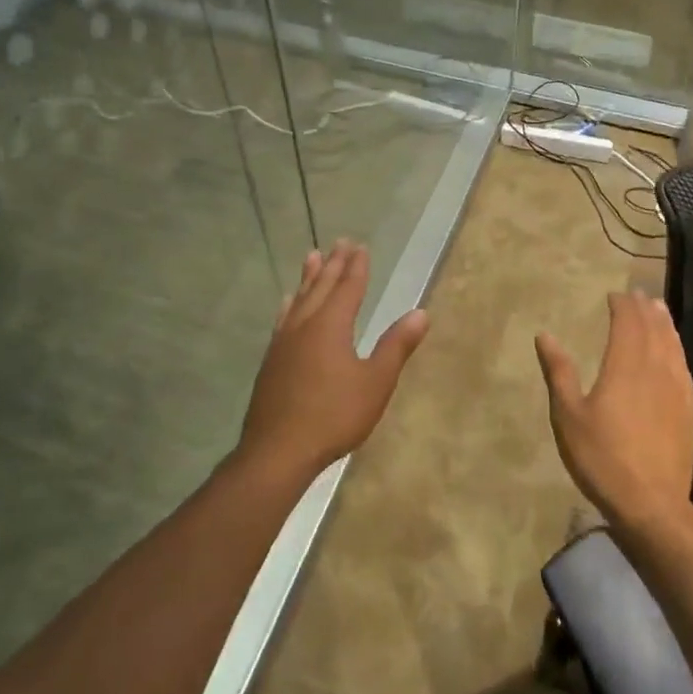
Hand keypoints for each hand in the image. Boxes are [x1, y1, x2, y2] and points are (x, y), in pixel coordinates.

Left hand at [235, 241, 428, 486]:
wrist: (277, 451)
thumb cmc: (334, 416)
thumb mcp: (375, 382)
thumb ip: (396, 346)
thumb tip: (421, 313)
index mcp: (331, 326)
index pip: (348, 288)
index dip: (356, 267)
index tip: (361, 246)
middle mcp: (305, 326)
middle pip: (321, 287)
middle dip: (334, 264)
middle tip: (340, 242)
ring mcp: (283, 343)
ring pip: (299, 299)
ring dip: (309, 278)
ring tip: (312, 257)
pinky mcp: (272, 361)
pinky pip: (283, 319)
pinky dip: (290, 304)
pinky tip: (288, 304)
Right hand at [535, 290, 692, 532]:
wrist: (652, 503)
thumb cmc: (602, 458)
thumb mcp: (568, 416)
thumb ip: (559, 372)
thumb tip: (545, 335)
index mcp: (625, 366)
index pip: (628, 323)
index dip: (623, 305)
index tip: (615, 294)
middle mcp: (655, 369)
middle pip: (653, 329)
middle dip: (644, 308)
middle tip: (637, 295)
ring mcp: (676, 389)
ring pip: (672, 344)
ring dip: (664, 323)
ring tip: (659, 308)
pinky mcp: (688, 409)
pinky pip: (683, 366)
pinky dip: (677, 348)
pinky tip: (674, 351)